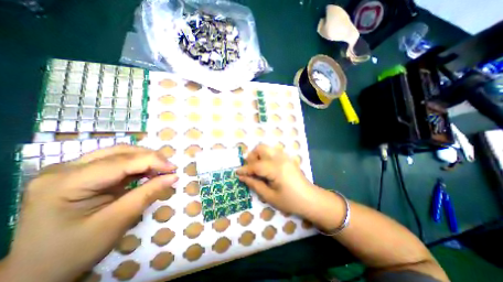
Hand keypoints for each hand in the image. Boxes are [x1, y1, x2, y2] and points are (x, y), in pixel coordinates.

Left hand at [0, 146, 178, 281]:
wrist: (37, 272)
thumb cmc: (75, 250)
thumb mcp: (118, 221)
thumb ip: (148, 194)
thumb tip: (174, 176)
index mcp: (65, 182)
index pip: (121, 162)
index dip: (153, 161)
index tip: (174, 169)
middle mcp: (64, 168)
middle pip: (120, 152)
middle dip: (150, 158)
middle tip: (169, 168)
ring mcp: (70, 169)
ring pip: (120, 153)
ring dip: (145, 159)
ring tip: (161, 169)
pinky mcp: (81, 173)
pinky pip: (117, 161)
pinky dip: (137, 165)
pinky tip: (147, 172)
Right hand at [235, 144, 317, 216]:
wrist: (310, 199)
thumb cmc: (290, 201)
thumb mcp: (270, 196)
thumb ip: (255, 184)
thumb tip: (242, 177)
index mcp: (276, 169)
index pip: (256, 165)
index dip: (245, 169)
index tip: (237, 173)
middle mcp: (280, 158)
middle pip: (261, 148)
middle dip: (252, 157)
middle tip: (249, 169)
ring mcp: (285, 156)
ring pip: (266, 148)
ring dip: (258, 155)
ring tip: (256, 168)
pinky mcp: (287, 158)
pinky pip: (272, 151)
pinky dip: (265, 156)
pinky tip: (266, 167)